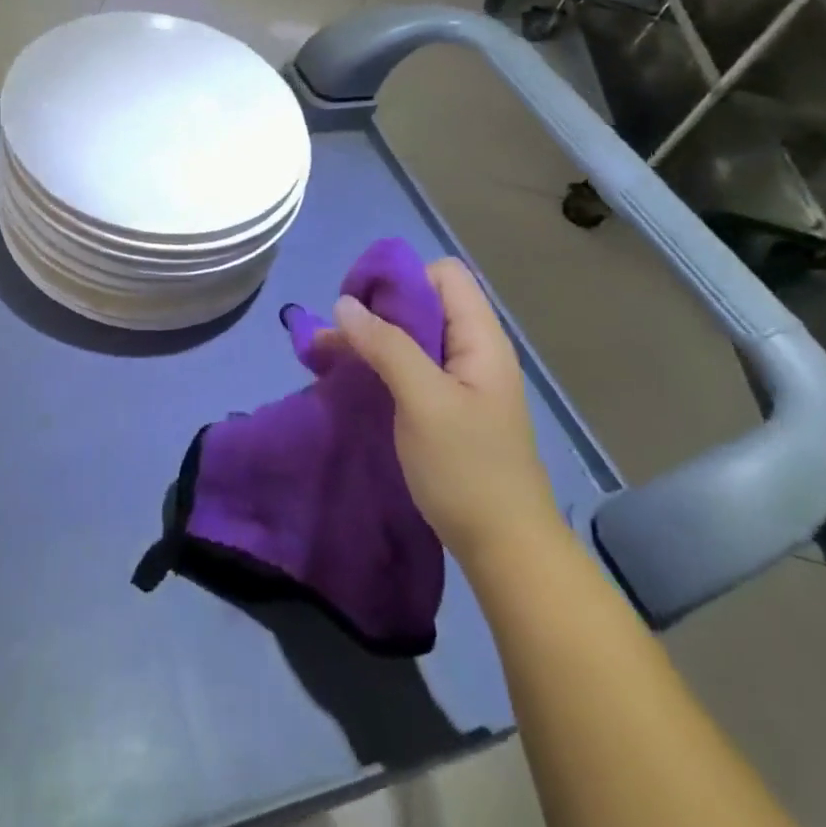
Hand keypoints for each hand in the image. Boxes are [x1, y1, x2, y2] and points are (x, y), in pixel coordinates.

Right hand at [315, 259, 559, 564]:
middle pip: (421, 303)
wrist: (504, 551)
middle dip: (374, 310)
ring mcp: (458, 381)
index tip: (361, 303)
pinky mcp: (443, 407)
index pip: (443, 275)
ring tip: (321, 354)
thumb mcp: (424, 400)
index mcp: (479, 339)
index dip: (402, 278)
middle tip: (332, 333)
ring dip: (367, 339)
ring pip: (409, 337)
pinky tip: (344, 377)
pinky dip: (376, 365)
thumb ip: (387, 345)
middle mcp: (471, 351)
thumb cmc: (467, 469)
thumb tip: (345, 303)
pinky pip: (407, 368)